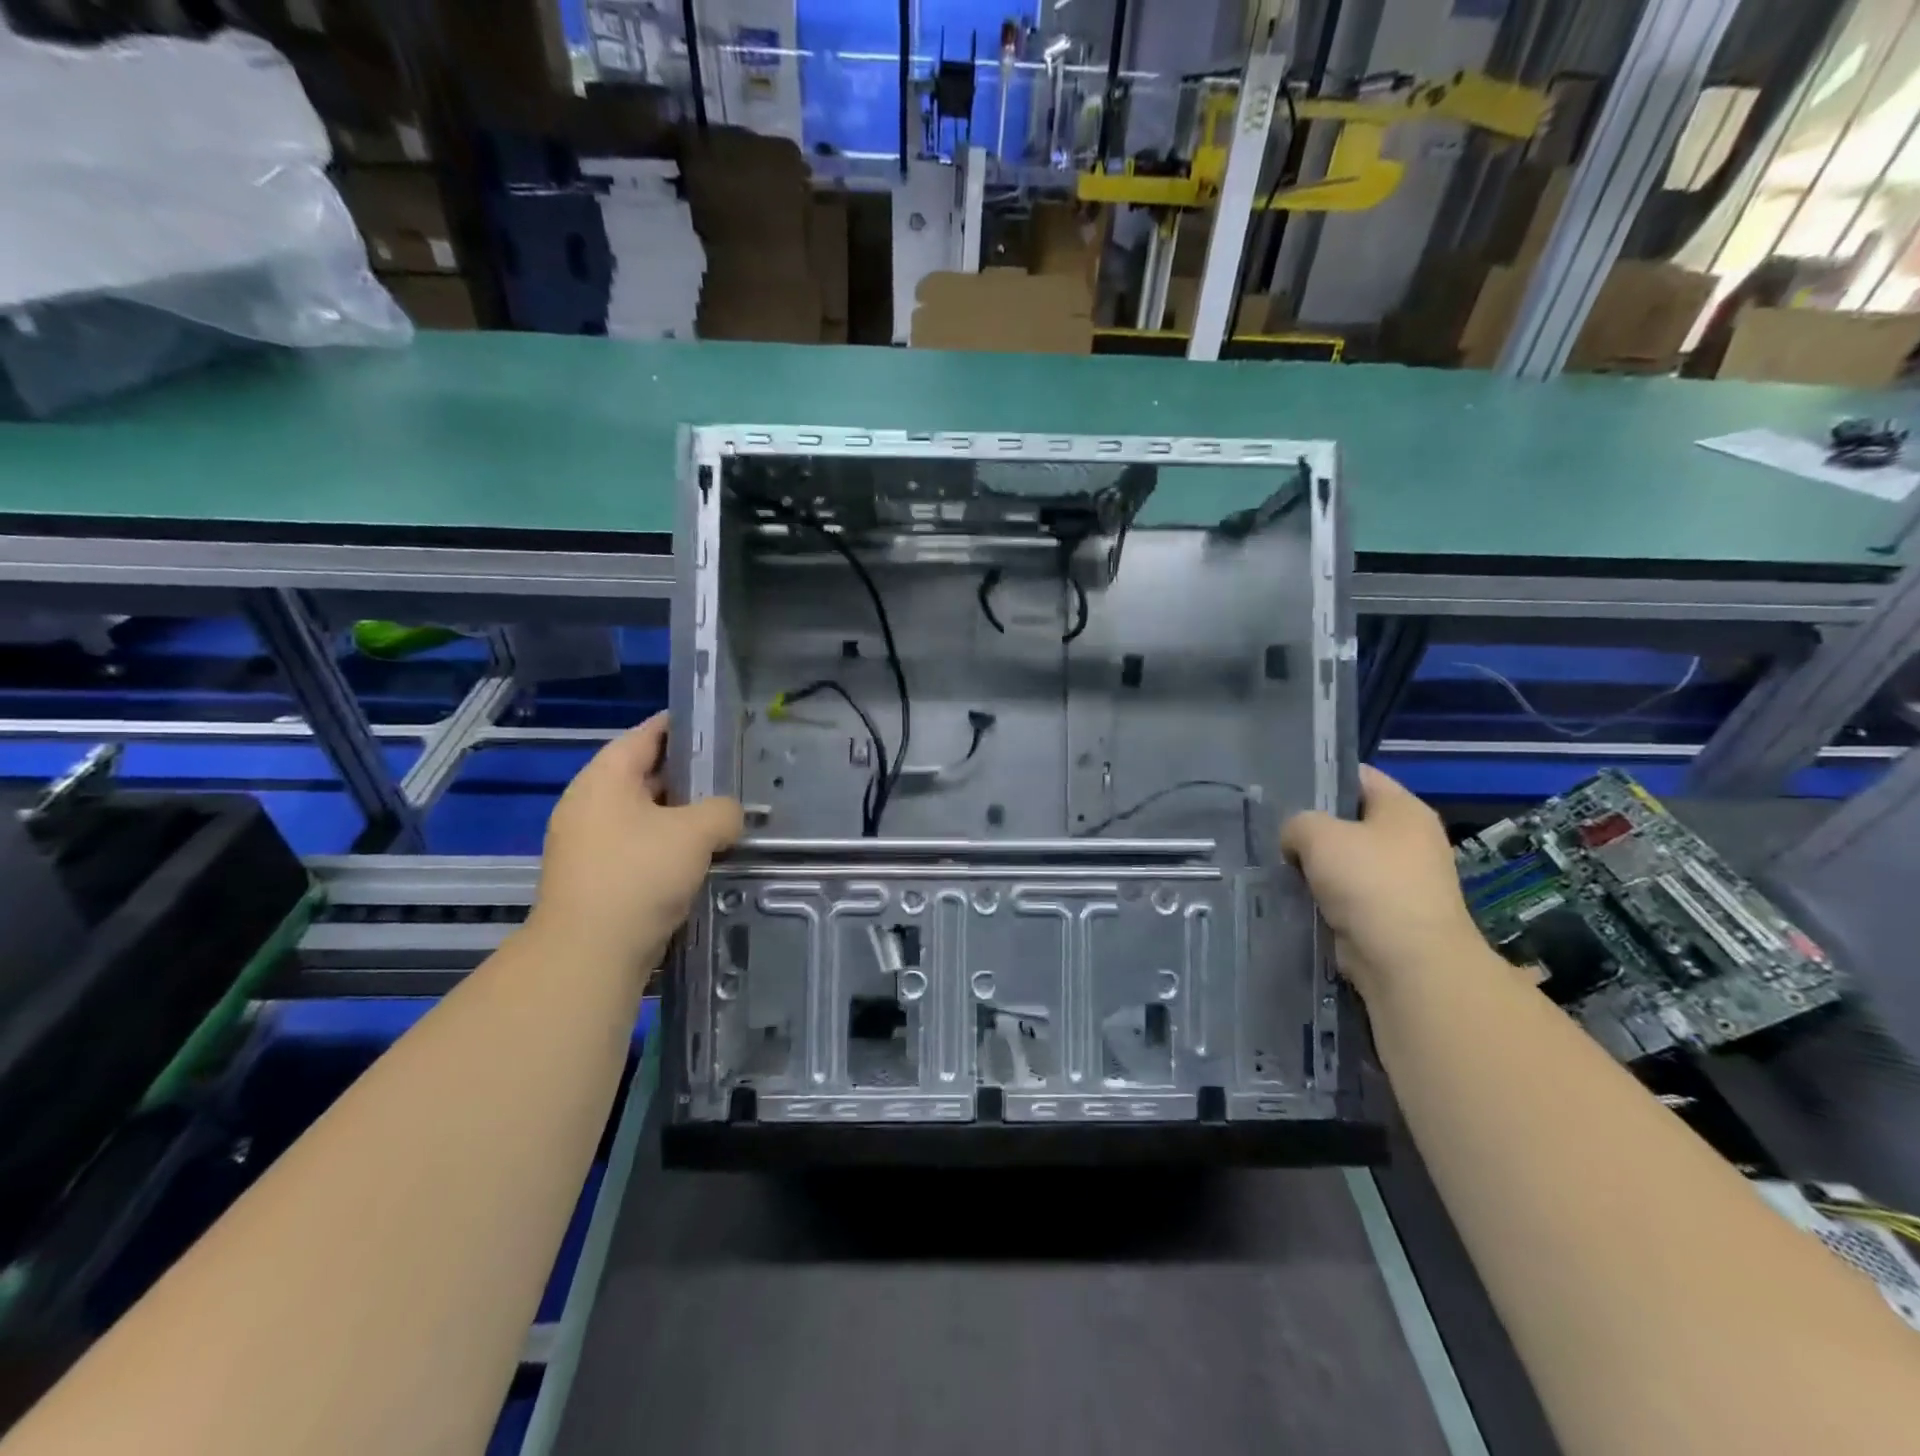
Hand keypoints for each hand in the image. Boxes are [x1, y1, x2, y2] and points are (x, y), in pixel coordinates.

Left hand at [528, 713, 742, 970]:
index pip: (644, 735)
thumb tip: (727, 816)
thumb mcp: (695, 832)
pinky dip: (667, 844)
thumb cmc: (639, 875)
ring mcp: (588, 843)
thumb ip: (722, 810)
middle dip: (686, 774)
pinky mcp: (595, 876)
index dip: (679, 725)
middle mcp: (589, 804)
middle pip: (643, 774)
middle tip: (729, 774)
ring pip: (643, 814)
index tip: (714, 723)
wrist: (589, 953)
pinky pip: (638, 846)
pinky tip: (699, 855)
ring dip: (679, 814)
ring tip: (722, 815)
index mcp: (604, 779)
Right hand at [1280, 766, 1482, 999]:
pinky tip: (1293, 896)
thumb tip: (1296, 841)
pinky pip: (1346, 894)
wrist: (1406, 960)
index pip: (1358, 776)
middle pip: (1350, 820)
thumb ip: (1297, 823)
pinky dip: (1322, 896)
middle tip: (1273, 829)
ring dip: (1314, 865)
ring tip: (1276, 863)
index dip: (1321, 777)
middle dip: (1313, 826)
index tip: (1283, 787)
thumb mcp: (1318, 834)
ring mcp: (1401, 880)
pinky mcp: (1388, 914)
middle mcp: (1409, 840)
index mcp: (1404, 809)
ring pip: (1344, 860)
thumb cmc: (1369, 882)